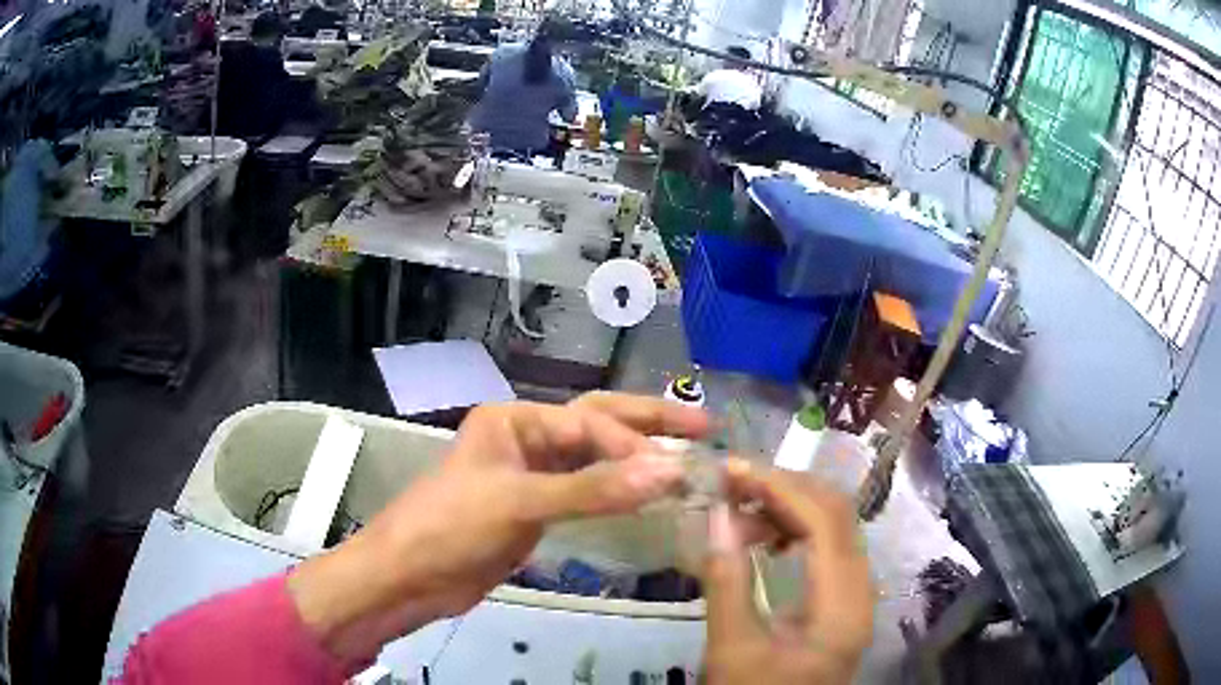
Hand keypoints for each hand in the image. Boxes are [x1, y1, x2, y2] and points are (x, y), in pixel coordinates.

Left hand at [288, 393, 711, 666]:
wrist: (409, 577)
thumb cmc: (450, 527)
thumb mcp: (519, 502)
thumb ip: (593, 490)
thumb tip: (669, 472)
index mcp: (514, 420)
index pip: (589, 425)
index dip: (633, 447)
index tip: (675, 472)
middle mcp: (526, 439)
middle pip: (597, 425)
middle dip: (648, 424)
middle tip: (703, 426)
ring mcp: (532, 476)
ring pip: (594, 462)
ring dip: (636, 461)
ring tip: (686, 461)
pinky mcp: (536, 510)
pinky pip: (586, 494)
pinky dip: (617, 494)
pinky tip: (648, 496)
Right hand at [703, 460, 873, 684]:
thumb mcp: (732, 650)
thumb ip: (726, 583)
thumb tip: (717, 515)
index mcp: (843, 605)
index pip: (824, 520)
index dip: (779, 486)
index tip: (730, 470)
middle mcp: (861, 589)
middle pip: (836, 513)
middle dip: (783, 488)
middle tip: (731, 483)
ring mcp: (855, 592)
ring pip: (833, 525)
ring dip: (788, 507)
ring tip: (737, 510)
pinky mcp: (842, 599)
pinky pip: (826, 546)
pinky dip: (793, 529)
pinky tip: (762, 536)